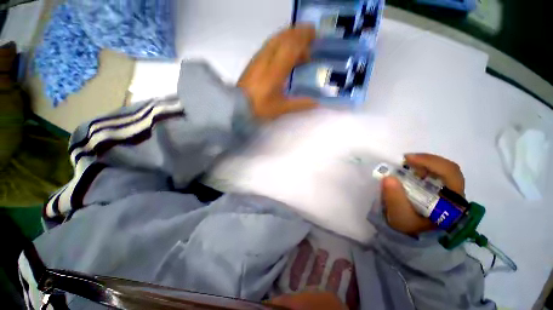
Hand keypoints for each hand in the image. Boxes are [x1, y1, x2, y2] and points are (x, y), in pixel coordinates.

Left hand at [238, 26, 317, 120]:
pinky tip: (284, 50)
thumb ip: (300, 104)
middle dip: (299, 33)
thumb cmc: (260, 107)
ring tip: (299, 43)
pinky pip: (269, 45)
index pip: (292, 46)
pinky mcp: (254, 60)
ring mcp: (259, 57)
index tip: (316, 35)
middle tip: (310, 36)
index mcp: (276, 69)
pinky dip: (280, 42)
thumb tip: (317, 103)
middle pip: (284, 37)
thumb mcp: (282, 108)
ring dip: (289, 36)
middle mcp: (267, 58)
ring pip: (276, 39)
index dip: (305, 38)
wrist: (237, 106)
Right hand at [382, 153, 464, 235]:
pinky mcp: (436, 189)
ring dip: (420, 164)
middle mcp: (454, 194)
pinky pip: (431, 173)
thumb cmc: (409, 227)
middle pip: (446, 169)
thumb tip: (388, 178)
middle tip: (403, 160)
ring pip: (438, 169)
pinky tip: (406, 170)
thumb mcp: (400, 217)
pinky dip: (418, 168)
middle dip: (424, 161)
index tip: (407, 159)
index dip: (431, 162)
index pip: (451, 174)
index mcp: (453, 203)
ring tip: (403, 165)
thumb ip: (395, 199)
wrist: (411, 233)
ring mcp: (446, 190)